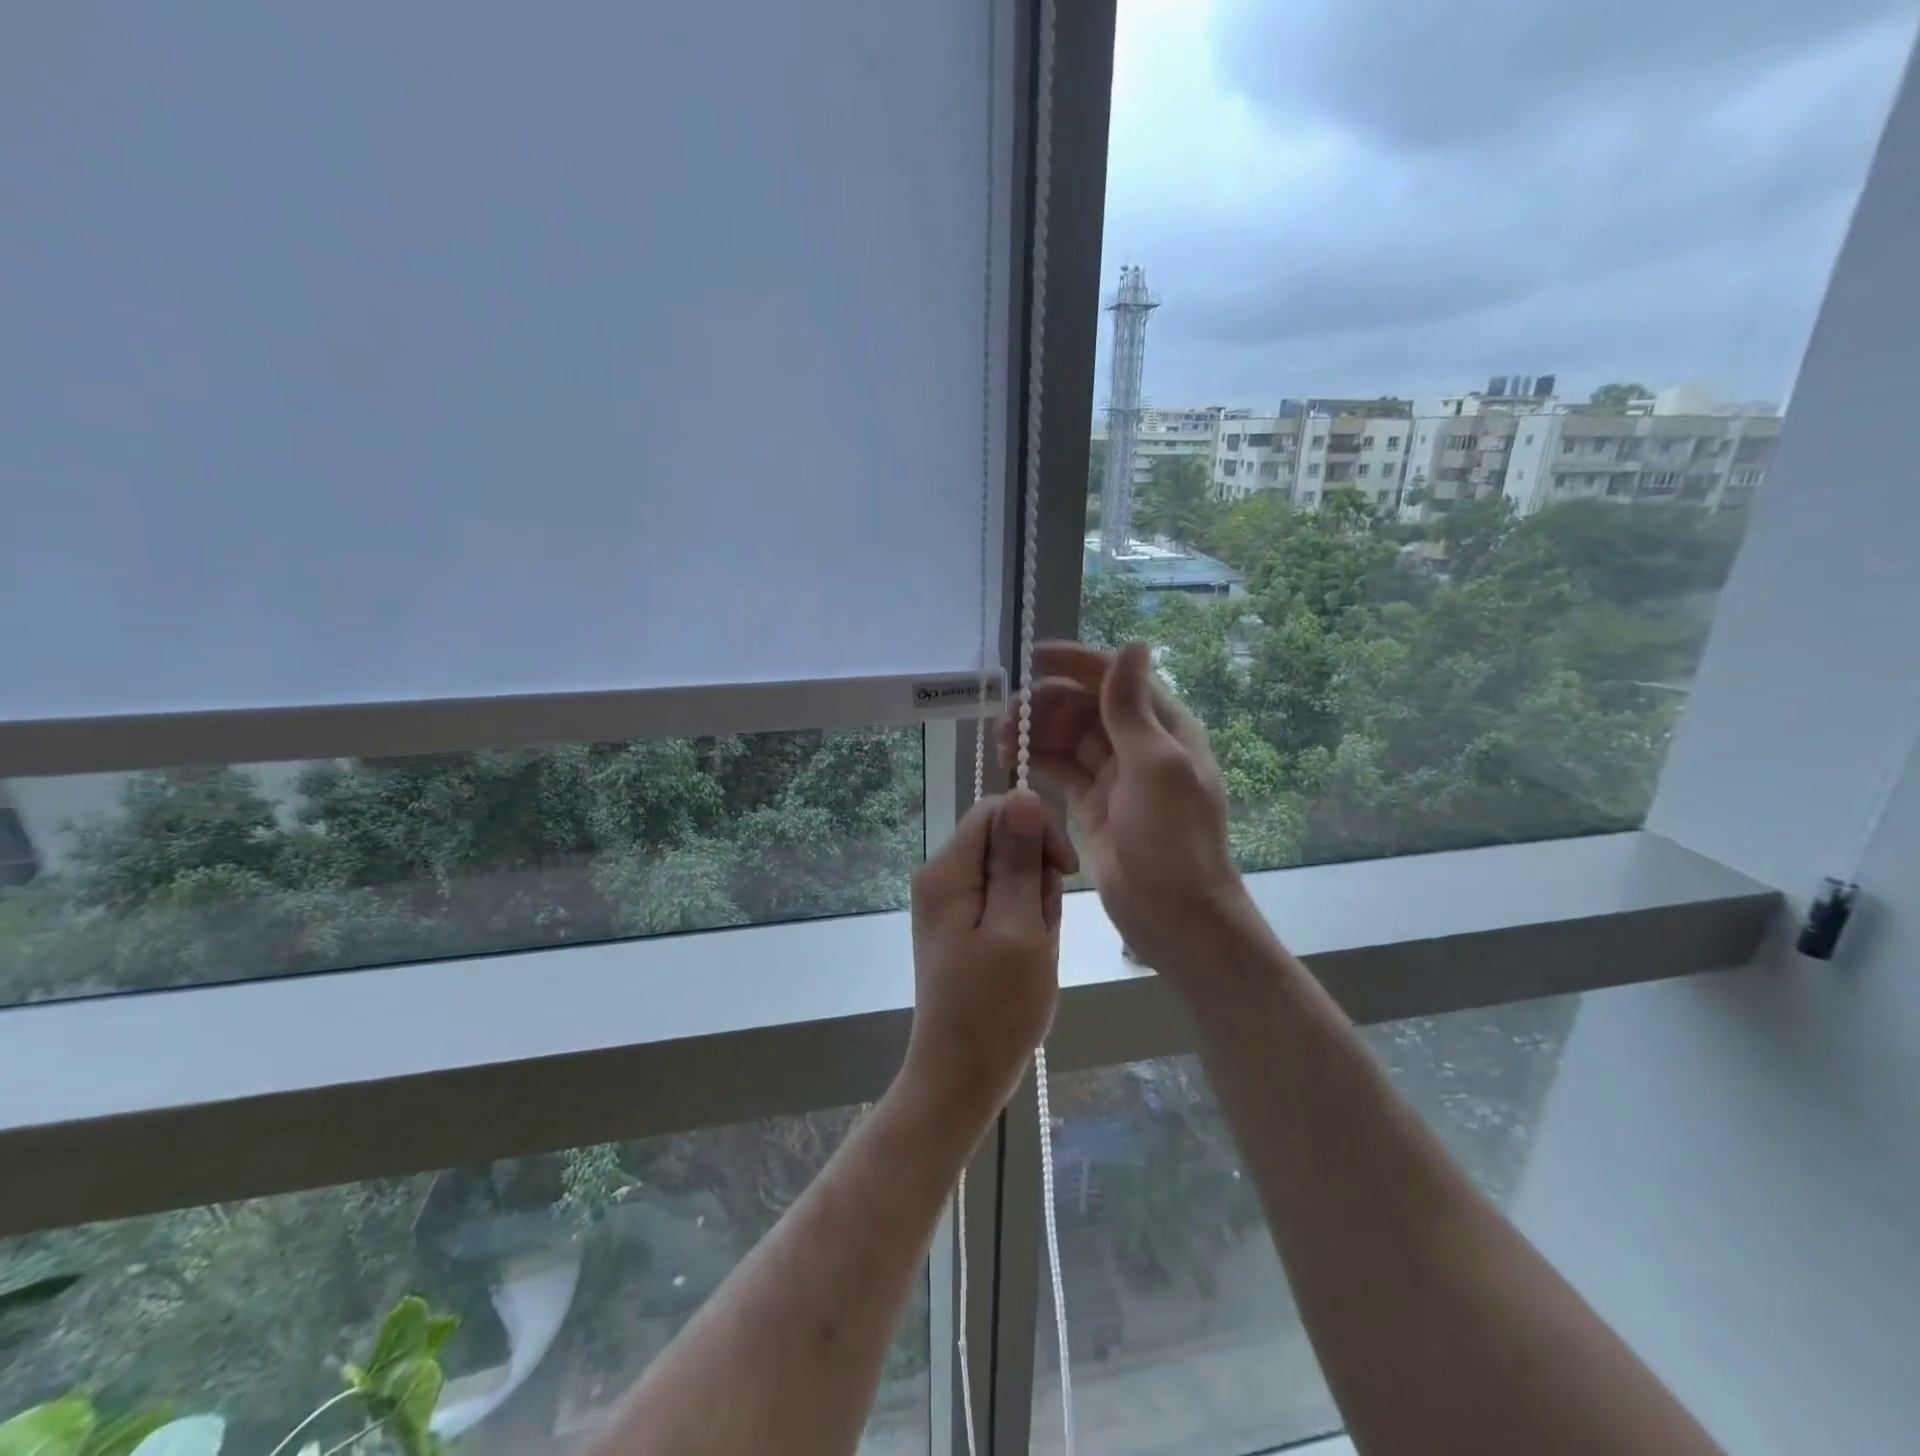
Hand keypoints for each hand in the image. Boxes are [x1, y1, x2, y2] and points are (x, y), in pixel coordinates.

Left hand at [905, 790, 1077, 1115]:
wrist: (962, 1076)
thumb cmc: (996, 1007)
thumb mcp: (1019, 927)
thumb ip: (1019, 859)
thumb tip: (1023, 795)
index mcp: (947, 871)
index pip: (996, 810)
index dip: (1036, 829)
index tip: (1061, 872)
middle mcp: (940, 877)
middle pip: (1002, 840)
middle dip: (1034, 874)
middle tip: (1040, 927)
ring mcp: (948, 902)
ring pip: (1008, 871)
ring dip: (1032, 902)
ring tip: (1034, 947)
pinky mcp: (960, 924)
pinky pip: (1002, 899)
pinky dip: (1023, 920)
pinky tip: (1027, 954)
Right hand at [1000, 641, 1253, 976]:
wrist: (1175, 914)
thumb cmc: (1172, 838)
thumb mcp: (1155, 767)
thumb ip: (1132, 709)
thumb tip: (1132, 644)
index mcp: (1163, 727)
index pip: (1116, 678)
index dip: (1076, 663)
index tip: (1032, 660)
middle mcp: (1138, 743)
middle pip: (1086, 704)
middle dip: (1046, 702)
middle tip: (1008, 716)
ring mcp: (1113, 774)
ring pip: (1068, 736)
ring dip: (1037, 730)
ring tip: (1003, 739)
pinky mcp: (1091, 803)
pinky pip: (1060, 768)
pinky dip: (1037, 759)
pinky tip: (1013, 760)